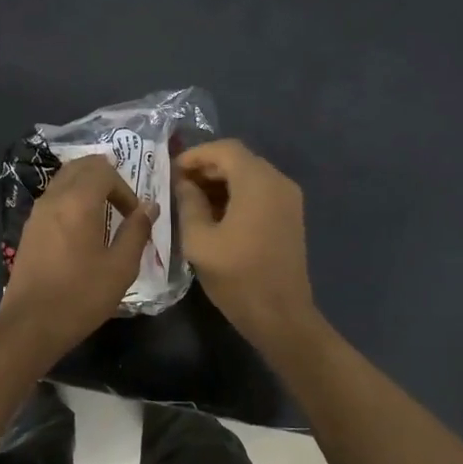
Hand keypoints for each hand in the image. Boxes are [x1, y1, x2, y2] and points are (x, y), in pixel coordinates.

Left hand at [0, 155, 157, 353]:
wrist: (31, 325)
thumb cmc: (82, 296)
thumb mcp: (121, 267)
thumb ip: (137, 231)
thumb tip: (150, 206)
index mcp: (78, 202)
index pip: (104, 170)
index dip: (125, 187)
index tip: (134, 216)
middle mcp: (54, 198)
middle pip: (80, 166)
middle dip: (106, 178)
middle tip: (122, 205)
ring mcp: (37, 213)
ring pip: (64, 180)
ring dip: (87, 188)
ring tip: (104, 217)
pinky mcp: (29, 229)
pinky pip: (53, 199)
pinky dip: (71, 201)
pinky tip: (82, 231)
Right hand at [174, 139, 318, 351]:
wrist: (281, 315)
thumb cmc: (237, 277)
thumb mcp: (200, 240)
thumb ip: (188, 204)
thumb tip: (184, 184)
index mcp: (257, 182)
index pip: (225, 149)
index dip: (196, 155)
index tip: (171, 170)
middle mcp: (278, 182)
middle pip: (240, 160)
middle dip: (207, 168)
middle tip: (178, 186)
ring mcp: (289, 200)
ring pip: (251, 176)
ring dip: (221, 183)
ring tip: (192, 202)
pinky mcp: (291, 217)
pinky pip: (261, 193)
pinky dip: (238, 195)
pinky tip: (216, 216)